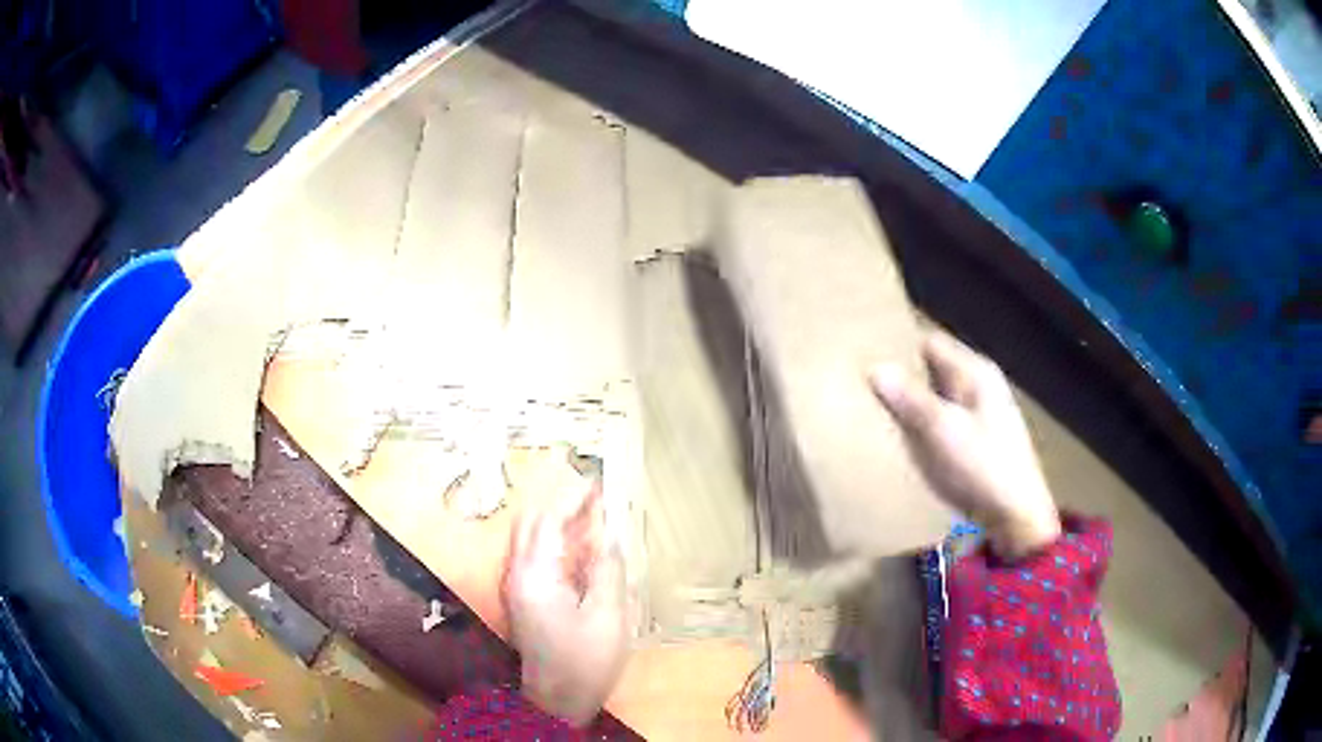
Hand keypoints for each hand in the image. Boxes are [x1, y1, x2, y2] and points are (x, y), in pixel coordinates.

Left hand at [502, 480, 626, 725]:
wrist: (556, 702)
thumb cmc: (584, 661)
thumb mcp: (607, 616)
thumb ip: (607, 570)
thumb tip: (610, 534)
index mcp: (535, 575)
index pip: (549, 521)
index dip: (573, 499)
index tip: (598, 483)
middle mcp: (517, 574)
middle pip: (533, 525)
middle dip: (563, 507)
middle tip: (598, 500)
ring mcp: (516, 587)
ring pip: (532, 540)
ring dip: (560, 526)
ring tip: (595, 519)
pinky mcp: (523, 600)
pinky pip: (536, 559)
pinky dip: (558, 547)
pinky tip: (583, 552)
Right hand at [870, 331, 1060, 559]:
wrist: (1017, 516)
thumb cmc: (983, 466)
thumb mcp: (943, 431)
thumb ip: (910, 399)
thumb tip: (874, 368)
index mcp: (976, 373)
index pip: (931, 344)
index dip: (901, 349)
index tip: (867, 361)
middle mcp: (980, 387)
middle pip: (934, 372)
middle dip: (904, 380)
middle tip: (865, 392)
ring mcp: (981, 415)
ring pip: (937, 400)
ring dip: (913, 409)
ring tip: (877, 418)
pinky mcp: (978, 443)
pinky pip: (944, 425)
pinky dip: (925, 430)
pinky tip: (906, 446)